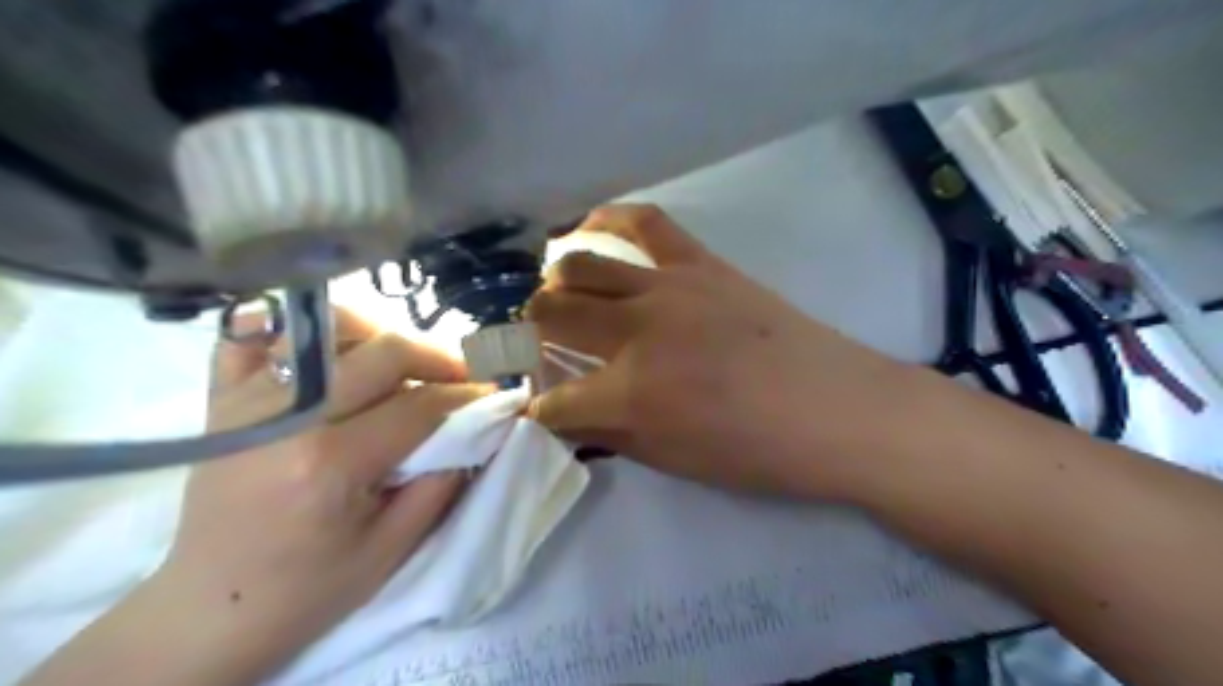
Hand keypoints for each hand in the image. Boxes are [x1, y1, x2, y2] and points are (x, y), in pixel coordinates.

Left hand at [19, 312, 486, 685]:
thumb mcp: (392, 549)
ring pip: (327, 328)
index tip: (493, 395)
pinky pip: (255, 336)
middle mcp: (288, 417)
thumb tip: (477, 431)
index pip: (419, 405)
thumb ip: (441, 482)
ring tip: (403, 363)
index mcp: (330, 463)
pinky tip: (328, 349)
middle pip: (383, 352)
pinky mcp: (223, 400)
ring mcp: (248, 400)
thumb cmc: (308, 589)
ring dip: (379, 336)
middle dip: (437, 357)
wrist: (211, 610)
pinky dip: (295, 329)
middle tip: (463, 375)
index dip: (466, 396)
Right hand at [526, 203, 915, 499]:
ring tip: (557, 296)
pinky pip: (644, 222)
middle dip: (530, 333)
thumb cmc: (758, 452)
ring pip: (580, 265)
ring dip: (555, 284)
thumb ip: (611, 435)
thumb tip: (569, 417)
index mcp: (630, 393)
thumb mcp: (674, 461)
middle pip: (551, 315)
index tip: (537, 408)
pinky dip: (606, 217)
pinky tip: (585, 226)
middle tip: (539, 344)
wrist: (837, 411)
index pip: (555, 399)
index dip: (539, 408)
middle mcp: (636, 331)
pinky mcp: (700, 263)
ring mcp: (668, 287)